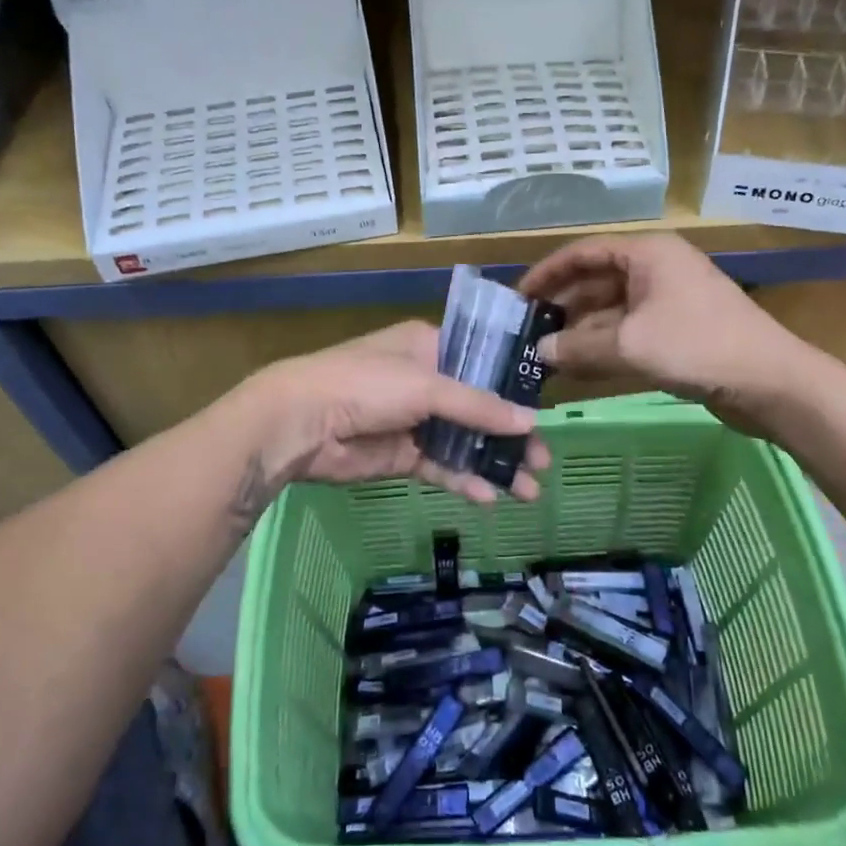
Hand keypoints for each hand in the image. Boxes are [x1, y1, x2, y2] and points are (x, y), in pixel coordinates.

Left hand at [230, 322, 551, 521]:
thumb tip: (531, 422)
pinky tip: (488, 498)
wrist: (301, 424)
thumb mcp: (426, 386)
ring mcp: (413, 421)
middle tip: (544, 460)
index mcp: (429, 348)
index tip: (544, 411)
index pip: (482, 363)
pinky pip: (441, 467)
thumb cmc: (366, 385)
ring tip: (529, 489)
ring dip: (493, 463)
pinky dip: (463, 480)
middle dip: (510, 435)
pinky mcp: (402, 455)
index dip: (513, 387)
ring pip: (463, 442)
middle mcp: (425, 382)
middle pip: (478, 408)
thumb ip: (478, 406)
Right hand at [518, 234, 803, 408]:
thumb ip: (579, 347)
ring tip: (545, 354)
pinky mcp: (677, 329)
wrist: (771, 382)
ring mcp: (668, 300)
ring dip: (580, 330)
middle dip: (562, 306)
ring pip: (611, 309)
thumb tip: (539, 352)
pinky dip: (603, 345)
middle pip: (596, 280)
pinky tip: (577, 367)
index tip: (519, 298)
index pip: (583, 252)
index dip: (548, 273)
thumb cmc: (698, 346)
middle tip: (528, 331)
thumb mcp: (630, 345)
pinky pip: (628, 330)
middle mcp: (656, 268)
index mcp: (647, 254)